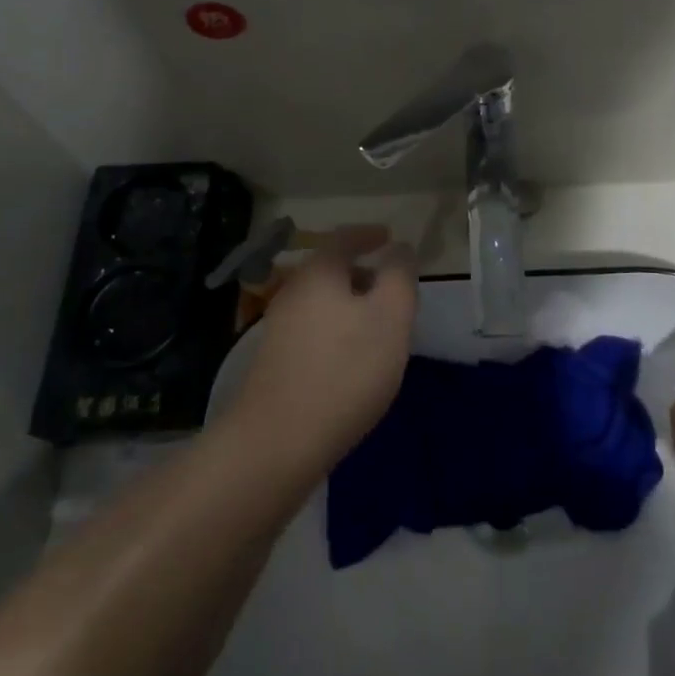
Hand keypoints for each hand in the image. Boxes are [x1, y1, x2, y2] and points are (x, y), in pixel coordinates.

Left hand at [224, 243, 417, 479]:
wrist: (277, 441)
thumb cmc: (345, 369)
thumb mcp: (390, 316)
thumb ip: (400, 276)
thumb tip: (400, 248)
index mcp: (319, 273)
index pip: (345, 238)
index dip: (369, 234)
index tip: (390, 238)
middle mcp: (293, 292)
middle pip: (331, 270)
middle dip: (364, 274)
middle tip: (394, 292)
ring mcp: (278, 328)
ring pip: (322, 302)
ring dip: (351, 305)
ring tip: (379, 329)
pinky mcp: (274, 361)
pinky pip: (313, 329)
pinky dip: (337, 330)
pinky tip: (352, 360)